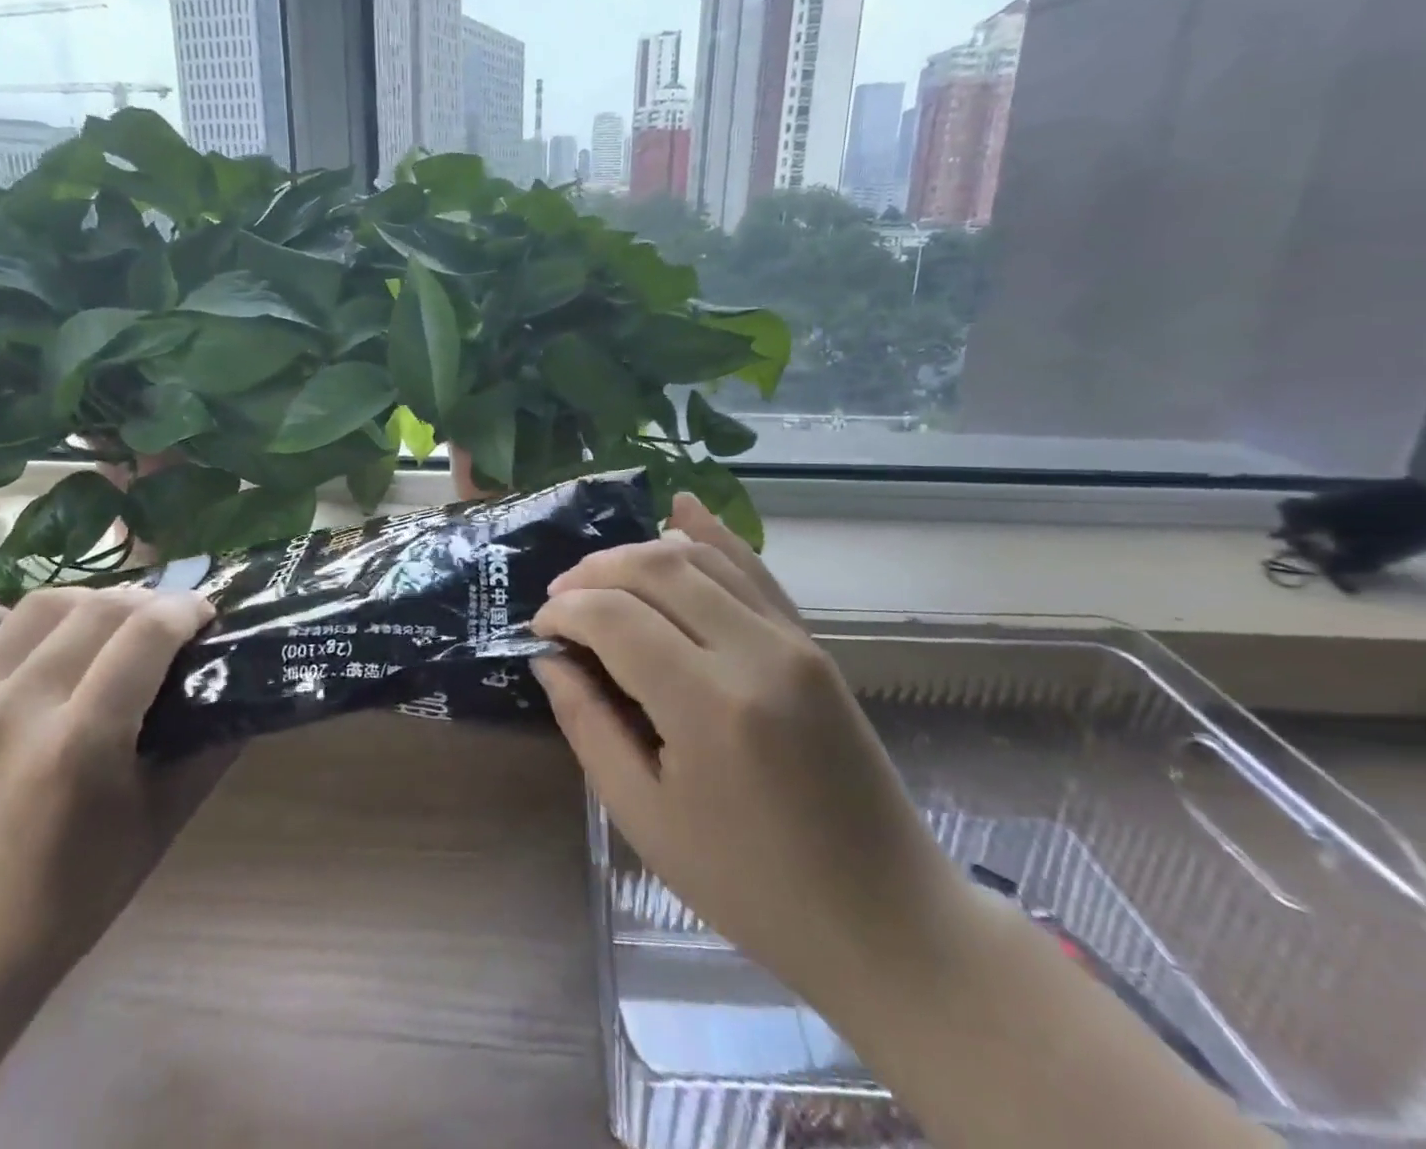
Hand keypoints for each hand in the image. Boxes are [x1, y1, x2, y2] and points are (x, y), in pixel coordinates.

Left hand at [0, 587, 233, 1003]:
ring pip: (38, 605)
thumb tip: (245, 684)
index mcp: (81, 745)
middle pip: (99, 608)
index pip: (148, 632)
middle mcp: (15, 712)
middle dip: (149, 601)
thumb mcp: (162, 822)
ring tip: (106, 626)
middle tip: (166, 623)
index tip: (205, 616)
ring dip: (89, 603)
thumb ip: (211, 748)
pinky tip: (18, 640)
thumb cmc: (72, 897)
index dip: (188, 609)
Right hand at [531, 499, 972, 1028]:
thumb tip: (551, 660)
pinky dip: (711, 535)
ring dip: (640, 553)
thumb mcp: (647, 819)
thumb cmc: (751, 887)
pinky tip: (682, 509)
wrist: (885, 917)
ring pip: (701, 558)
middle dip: (594, 571)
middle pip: (656, 568)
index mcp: (709, 707)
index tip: (539, 629)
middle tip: (560, 599)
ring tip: (599, 577)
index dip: (565, 611)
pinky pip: (753, 569)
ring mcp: (793, 640)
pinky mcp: (812, 642)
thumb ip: (589, 726)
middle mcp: (755, 652)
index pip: (615, 617)